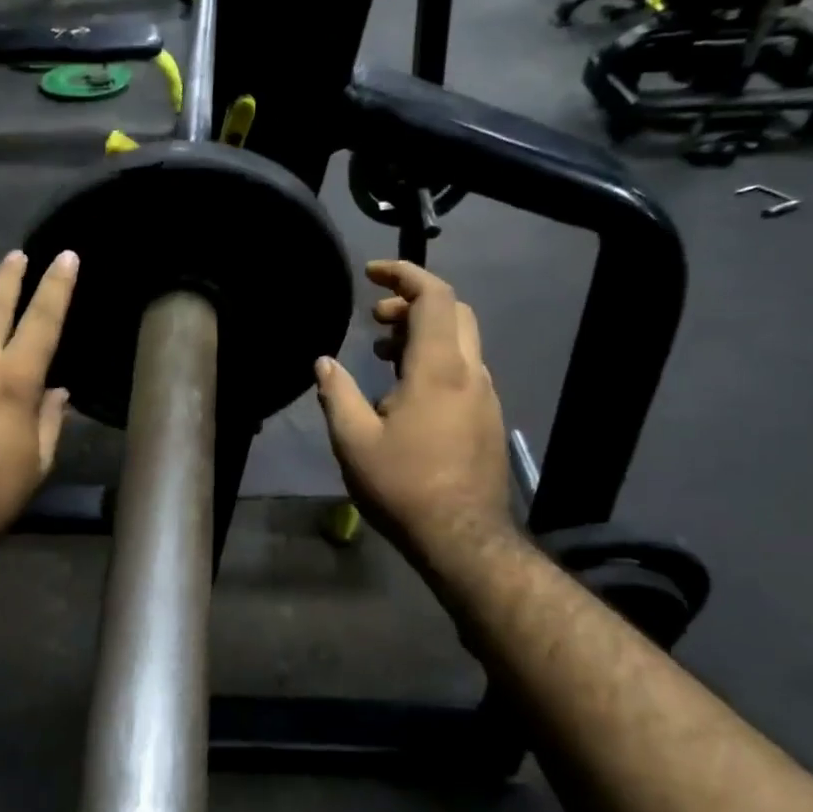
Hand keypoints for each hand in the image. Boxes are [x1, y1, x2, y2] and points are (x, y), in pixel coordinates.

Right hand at [314, 261, 515, 578]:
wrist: (462, 537)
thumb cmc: (403, 485)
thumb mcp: (353, 440)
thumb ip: (337, 393)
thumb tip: (323, 362)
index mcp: (439, 369)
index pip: (434, 296)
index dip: (404, 274)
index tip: (372, 274)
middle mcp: (471, 373)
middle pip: (454, 312)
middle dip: (413, 303)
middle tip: (375, 319)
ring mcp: (486, 396)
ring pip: (461, 342)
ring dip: (424, 334)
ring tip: (384, 353)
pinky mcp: (488, 419)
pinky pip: (464, 370)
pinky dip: (436, 360)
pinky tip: (406, 394)